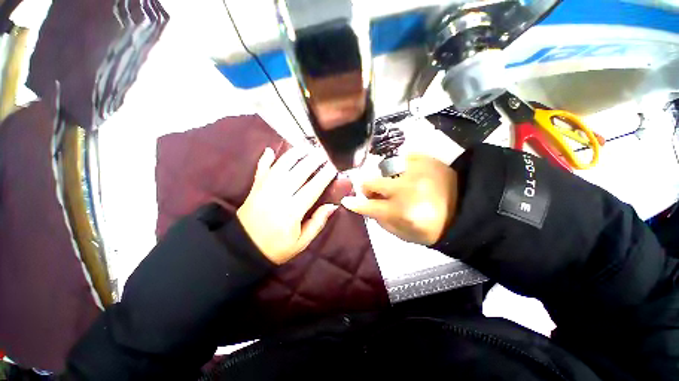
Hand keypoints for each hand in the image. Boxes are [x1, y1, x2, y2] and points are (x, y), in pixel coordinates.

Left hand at [237, 147, 338, 264]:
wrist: (243, 249)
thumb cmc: (276, 248)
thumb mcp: (301, 243)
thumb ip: (317, 223)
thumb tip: (332, 206)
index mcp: (292, 211)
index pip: (313, 188)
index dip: (324, 176)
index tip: (333, 166)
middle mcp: (278, 196)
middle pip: (298, 172)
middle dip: (313, 160)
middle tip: (323, 152)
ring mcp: (264, 189)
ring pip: (281, 166)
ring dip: (294, 154)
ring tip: (306, 147)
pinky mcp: (254, 188)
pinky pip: (261, 170)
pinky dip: (265, 159)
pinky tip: (270, 150)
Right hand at [341, 154, 457, 245]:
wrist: (465, 209)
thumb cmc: (432, 227)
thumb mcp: (404, 234)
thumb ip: (381, 221)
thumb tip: (366, 207)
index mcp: (401, 212)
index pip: (368, 206)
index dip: (355, 203)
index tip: (346, 200)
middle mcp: (405, 189)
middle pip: (371, 182)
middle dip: (369, 188)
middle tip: (376, 192)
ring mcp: (415, 171)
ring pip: (383, 168)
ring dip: (385, 177)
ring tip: (396, 182)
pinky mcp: (425, 159)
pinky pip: (401, 158)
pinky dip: (400, 167)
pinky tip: (408, 174)